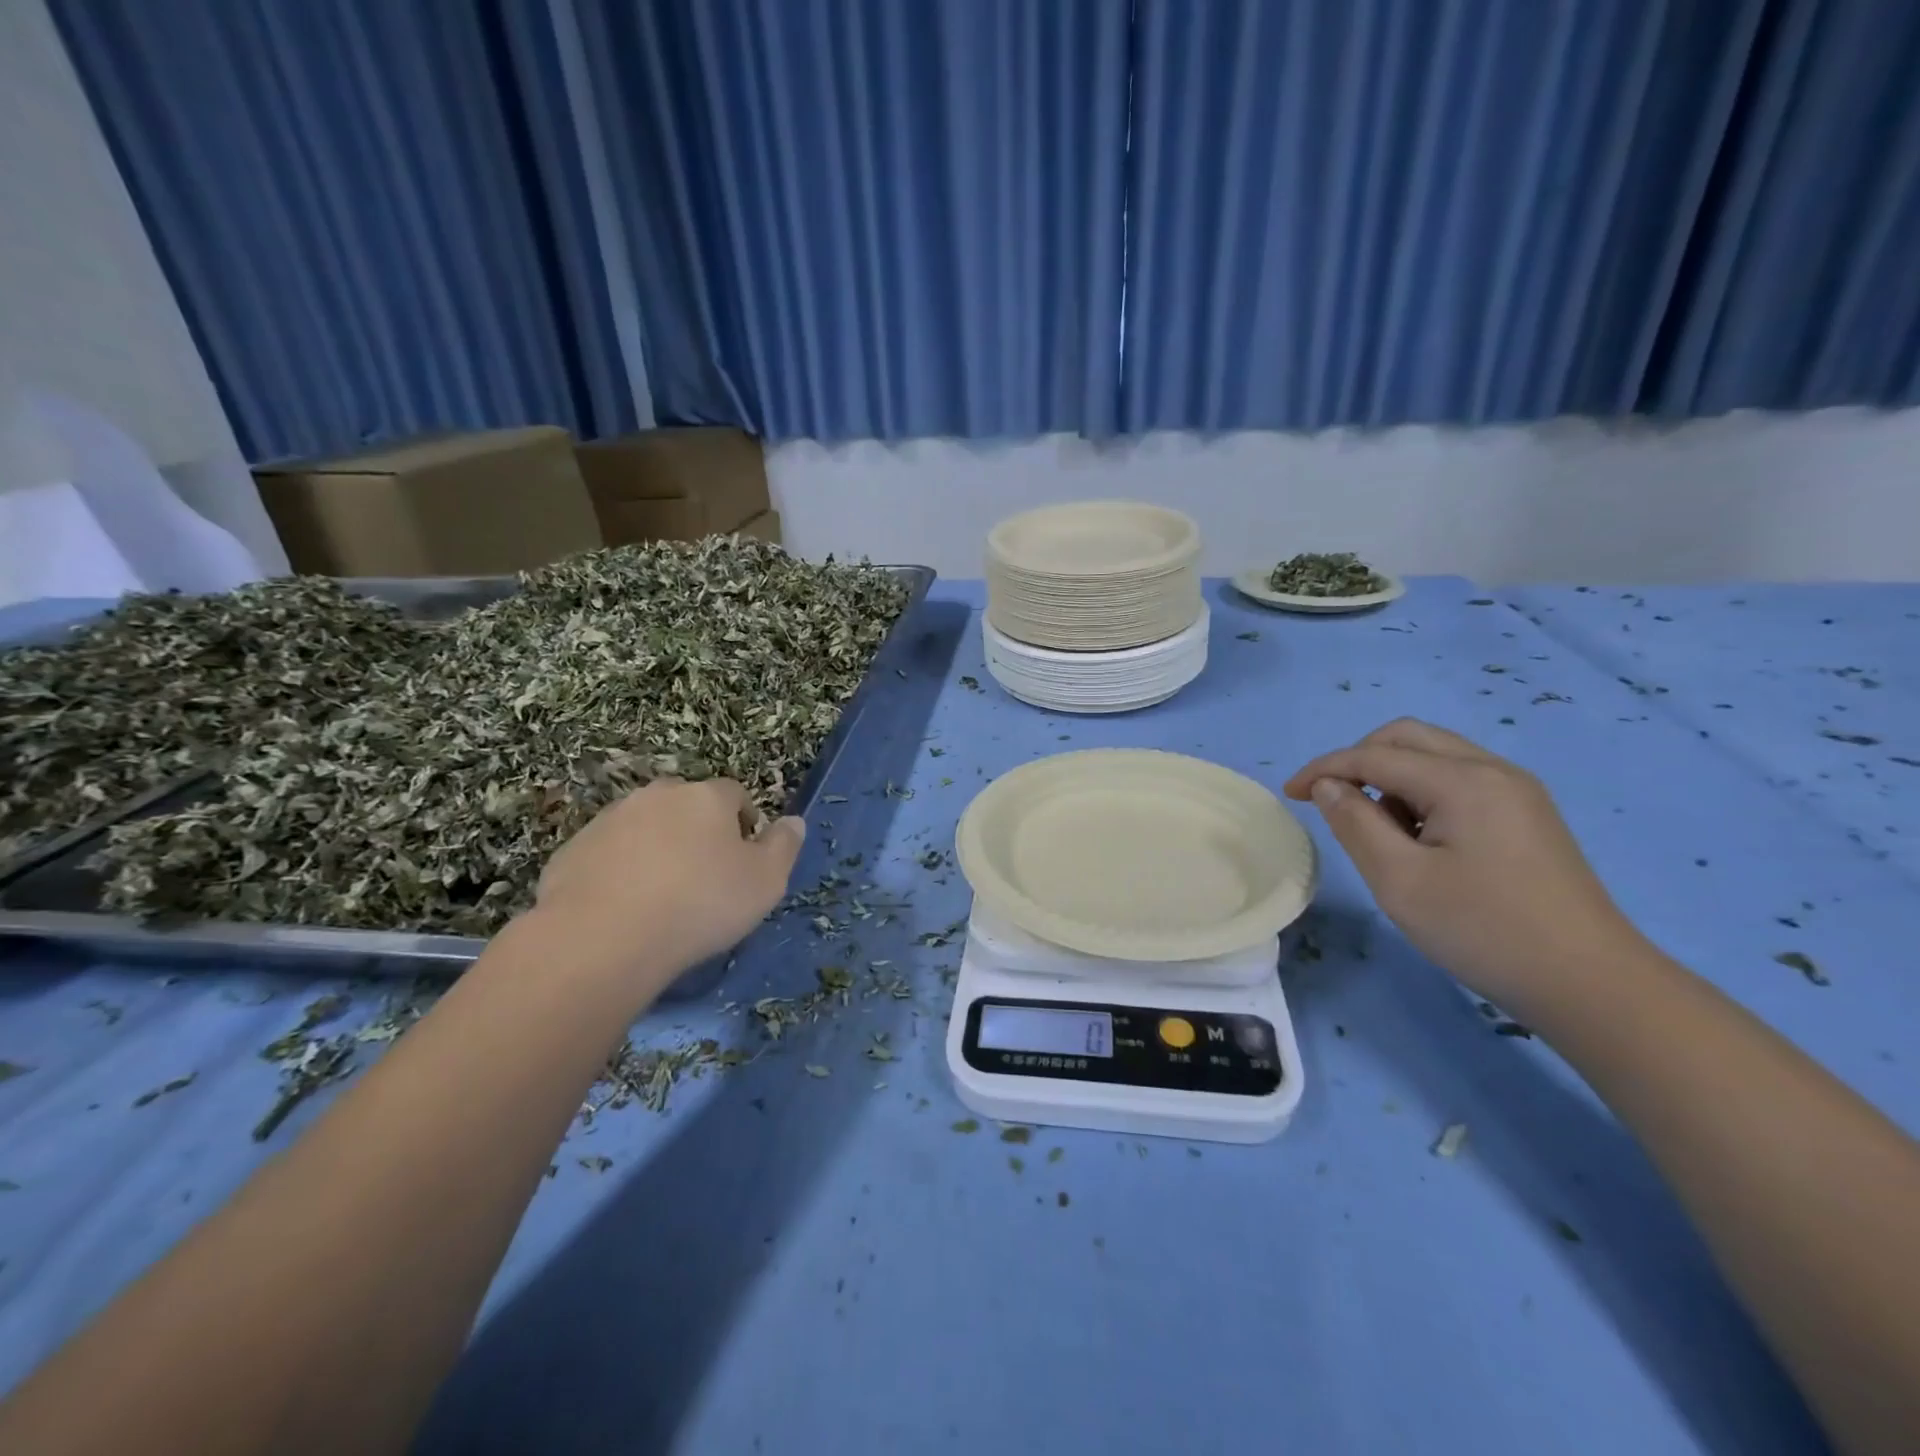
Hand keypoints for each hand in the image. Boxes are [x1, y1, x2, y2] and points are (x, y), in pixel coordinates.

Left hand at [531, 777, 805, 988]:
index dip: (744, 823)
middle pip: (687, 806)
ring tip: (662, 897)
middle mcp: (658, 795)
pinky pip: (609, 855)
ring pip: (645, 827)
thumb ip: (784, 847)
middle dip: (698, 832)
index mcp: (707, 797)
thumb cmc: (700, 905)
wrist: (601, 939)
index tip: (744, 859)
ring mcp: (610, 820)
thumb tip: (793, 821)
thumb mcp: (766, 882)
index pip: (735, 795)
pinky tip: (624, 910)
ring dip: (657, 849)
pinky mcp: (572, 850)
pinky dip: (620, 872)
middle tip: (704, 877)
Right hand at [1284, 719, 1641, 1012]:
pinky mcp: (1528, 814)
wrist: (1591, 984)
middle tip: (1332, 802)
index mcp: (1462, 781)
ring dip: (1391, 777)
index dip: (1324, 769)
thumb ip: (1355, 823)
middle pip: (1407, 737)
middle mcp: (1493, 770)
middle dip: (1359, 760)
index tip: (1289, 795)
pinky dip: (1422, 792)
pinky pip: (1460, 780)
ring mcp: (1517, 791)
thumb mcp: (1399, 880)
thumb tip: (1329, 786)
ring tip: (1379, 831)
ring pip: (1435, 756)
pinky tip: (1419, 838)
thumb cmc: (1483, 930)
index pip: (1374, 755)